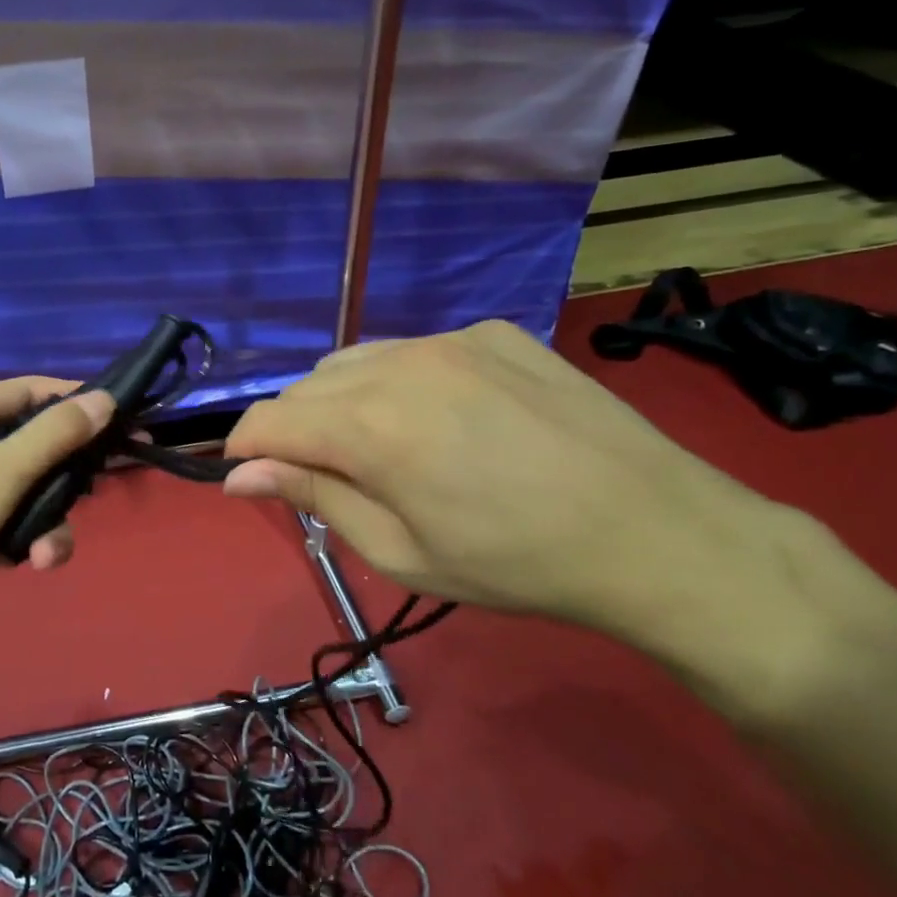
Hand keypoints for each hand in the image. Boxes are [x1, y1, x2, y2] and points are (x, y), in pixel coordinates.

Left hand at [0, 378, 113, 645]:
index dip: (81, 403)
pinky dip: (23, 542)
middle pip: (37, 447)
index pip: (36, 392)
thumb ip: (54, 436)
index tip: (126, 424)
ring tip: (47, 556)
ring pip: (27, 494)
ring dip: (47, 523)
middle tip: (101, 492)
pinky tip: (29, 563)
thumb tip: (105, 399)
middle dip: (68, 478)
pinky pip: (8, 525)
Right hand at [222, 322, 819, 673]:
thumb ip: (312, 496)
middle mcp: (400, 364)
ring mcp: (452, 340)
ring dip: (342, 402)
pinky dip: (400, 382)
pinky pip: (414, 350)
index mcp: (370, 426)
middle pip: (306, 387)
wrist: (657, 534)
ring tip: (383, 449)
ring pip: (355, 361)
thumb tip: (239, 475)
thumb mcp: (399, 550)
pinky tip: (445, 420)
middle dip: (294, 430)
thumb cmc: (515, 564)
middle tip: (330, 481)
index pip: (266, 420)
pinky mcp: (494, 332)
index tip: (251, 480)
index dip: (244, 450)